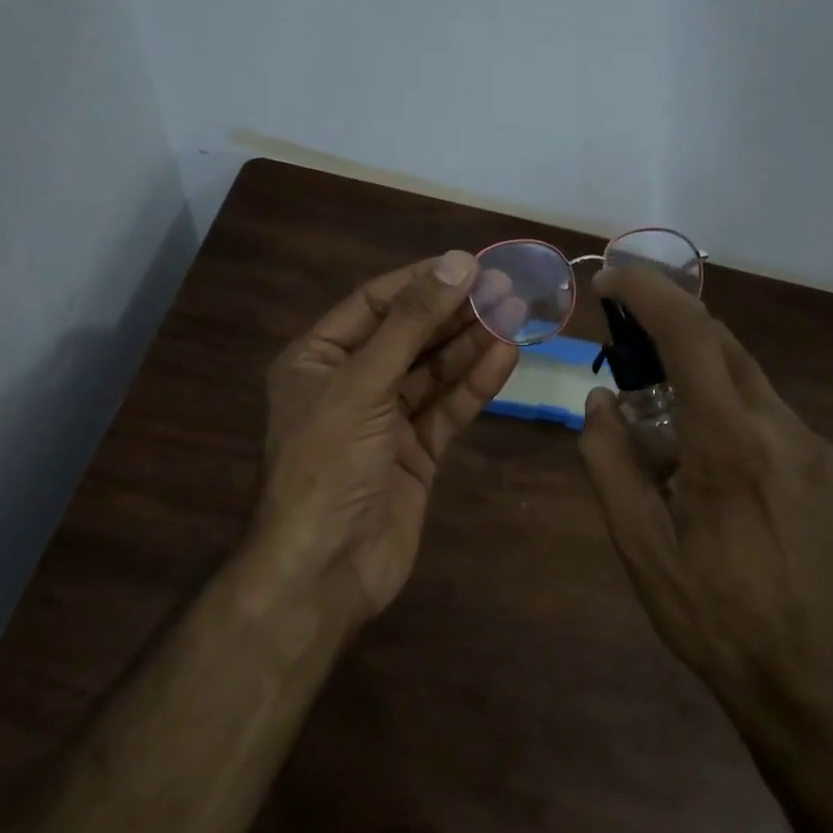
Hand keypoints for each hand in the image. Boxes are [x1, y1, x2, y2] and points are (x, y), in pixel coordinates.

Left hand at [248, 251, 519, 620]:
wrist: (326, 569)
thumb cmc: (328, 464)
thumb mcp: (363, 384)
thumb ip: (411, 324)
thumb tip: (457, 263)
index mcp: (316, 359)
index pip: (374, 303)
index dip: (421, 281)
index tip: (470, 263)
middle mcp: (350, 383)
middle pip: (409, 335)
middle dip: (454, 312)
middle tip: (506, 287)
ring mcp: (384, 420)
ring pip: (433, 372)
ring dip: (471, 344)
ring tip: (515, 314)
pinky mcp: (415, 453)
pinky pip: (447, 409)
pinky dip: (474, 384)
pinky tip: (506, 356)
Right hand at [576, 265, 832, 710]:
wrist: (812, 679)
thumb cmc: (713, 616)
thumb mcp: (639, 546)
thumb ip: (609, 462)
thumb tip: (599, 401)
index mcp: (730, 445)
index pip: (692, 336)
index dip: (650, 293)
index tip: (613, 276)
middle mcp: (781, 428)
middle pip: (723, 343)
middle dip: (669, 322)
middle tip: (621, 333)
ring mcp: (811, 446)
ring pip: (745, 376)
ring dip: (695, 368)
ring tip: (652, 409)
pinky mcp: (824, 466)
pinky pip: (764, 410)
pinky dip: (722, 403)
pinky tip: (699, 453)